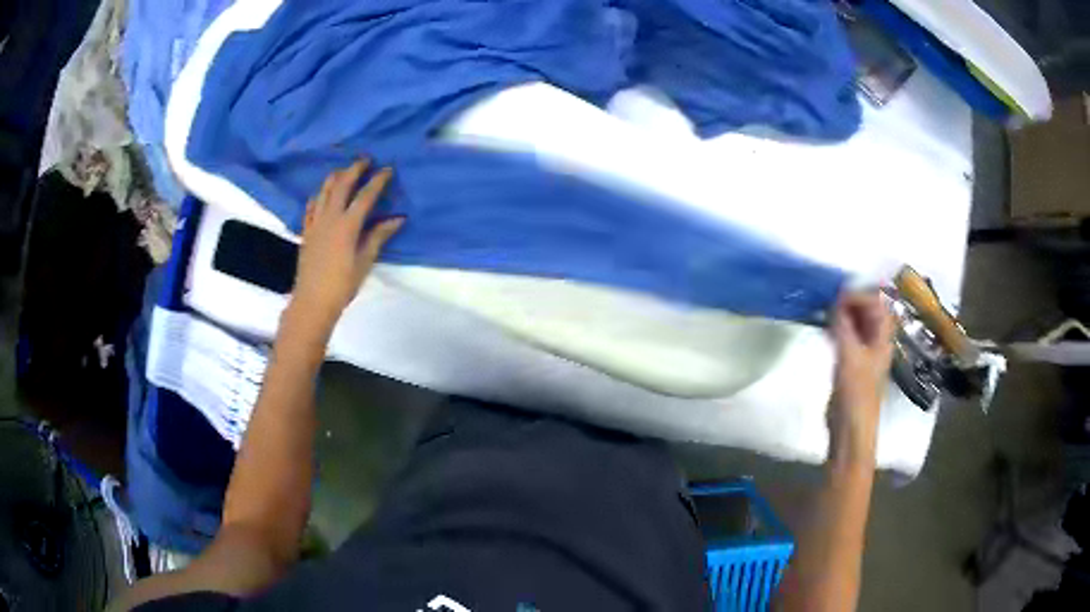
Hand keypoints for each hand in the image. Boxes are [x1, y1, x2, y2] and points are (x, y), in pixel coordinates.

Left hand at [290, 159, 404, 334]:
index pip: (365, 196)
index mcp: (347, 225)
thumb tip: (398, 218)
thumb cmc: (342, 285)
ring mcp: (315, 223)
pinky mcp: (306, 232)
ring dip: (335, 177)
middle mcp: (330, 218)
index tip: (387, 169)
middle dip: (354, 169)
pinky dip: (318, 196)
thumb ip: (378, 237)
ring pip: (324, 191)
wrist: (312, 301)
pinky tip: (321, 195)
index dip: (377, 181)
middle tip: (365, 160)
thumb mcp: (364, 261)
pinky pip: (311, 207)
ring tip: (344, 170)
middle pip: (342, 185)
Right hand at [827, 291, 895, 465]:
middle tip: (829, 297)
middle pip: (869, 311)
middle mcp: (876, 342)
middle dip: (851, 300)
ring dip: (843, 313)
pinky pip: (846, 337)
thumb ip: (843, 326)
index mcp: (883, 339)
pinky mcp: (851, 364)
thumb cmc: (856, 394)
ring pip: (856, 324)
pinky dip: (837, 328)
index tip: (837, 296)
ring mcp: (864, 353)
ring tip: (824, 307)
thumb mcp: (849, 356)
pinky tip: (823, 326)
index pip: (877, 304)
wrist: (850, 430)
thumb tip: (835, 301)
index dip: (859, 295)